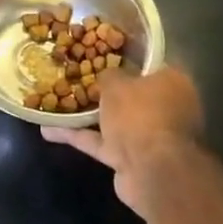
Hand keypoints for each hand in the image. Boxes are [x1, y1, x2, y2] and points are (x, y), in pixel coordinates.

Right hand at [42, 67, 204, 216]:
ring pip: (115, 120)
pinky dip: (78, 136)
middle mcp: (166, 109)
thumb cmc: (140, 113)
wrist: (150, 171)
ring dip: (88, 115)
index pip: (151, 65)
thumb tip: (108, 76)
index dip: (127, 58)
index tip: (102, 52)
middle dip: (106, 91)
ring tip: (57, 101)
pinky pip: (101, 142)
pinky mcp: (131, 160)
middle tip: (78, 77)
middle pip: (132, 95)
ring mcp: (149, 137)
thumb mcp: (117, 83)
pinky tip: (49, 130)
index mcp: (173, 84)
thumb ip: (109, 75)